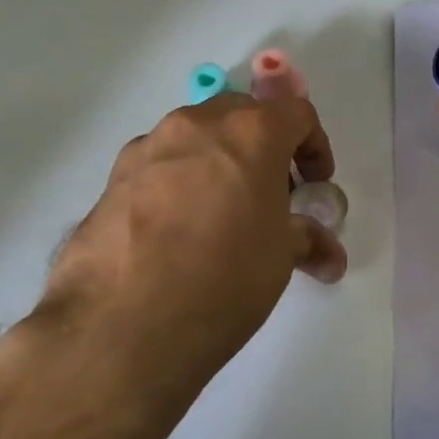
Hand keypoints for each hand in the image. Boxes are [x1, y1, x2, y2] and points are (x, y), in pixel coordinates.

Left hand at [31, 94, 345, 421]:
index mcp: (251, 133)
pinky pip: (158, 166)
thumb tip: (327, 256)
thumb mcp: (280, 259)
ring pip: (196, 138)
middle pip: (242, 116)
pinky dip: (178, 184)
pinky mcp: (112, 178)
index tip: (314, 184)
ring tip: (221, 216)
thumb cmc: (224, 279)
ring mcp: (148, 148)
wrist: (123, 325)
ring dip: (218, 163)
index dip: (314, 146)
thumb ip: (306, 240)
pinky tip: (176, 233)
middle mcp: (197, 125)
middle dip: (264, 148)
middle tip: (271, 195)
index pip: (296, 114)